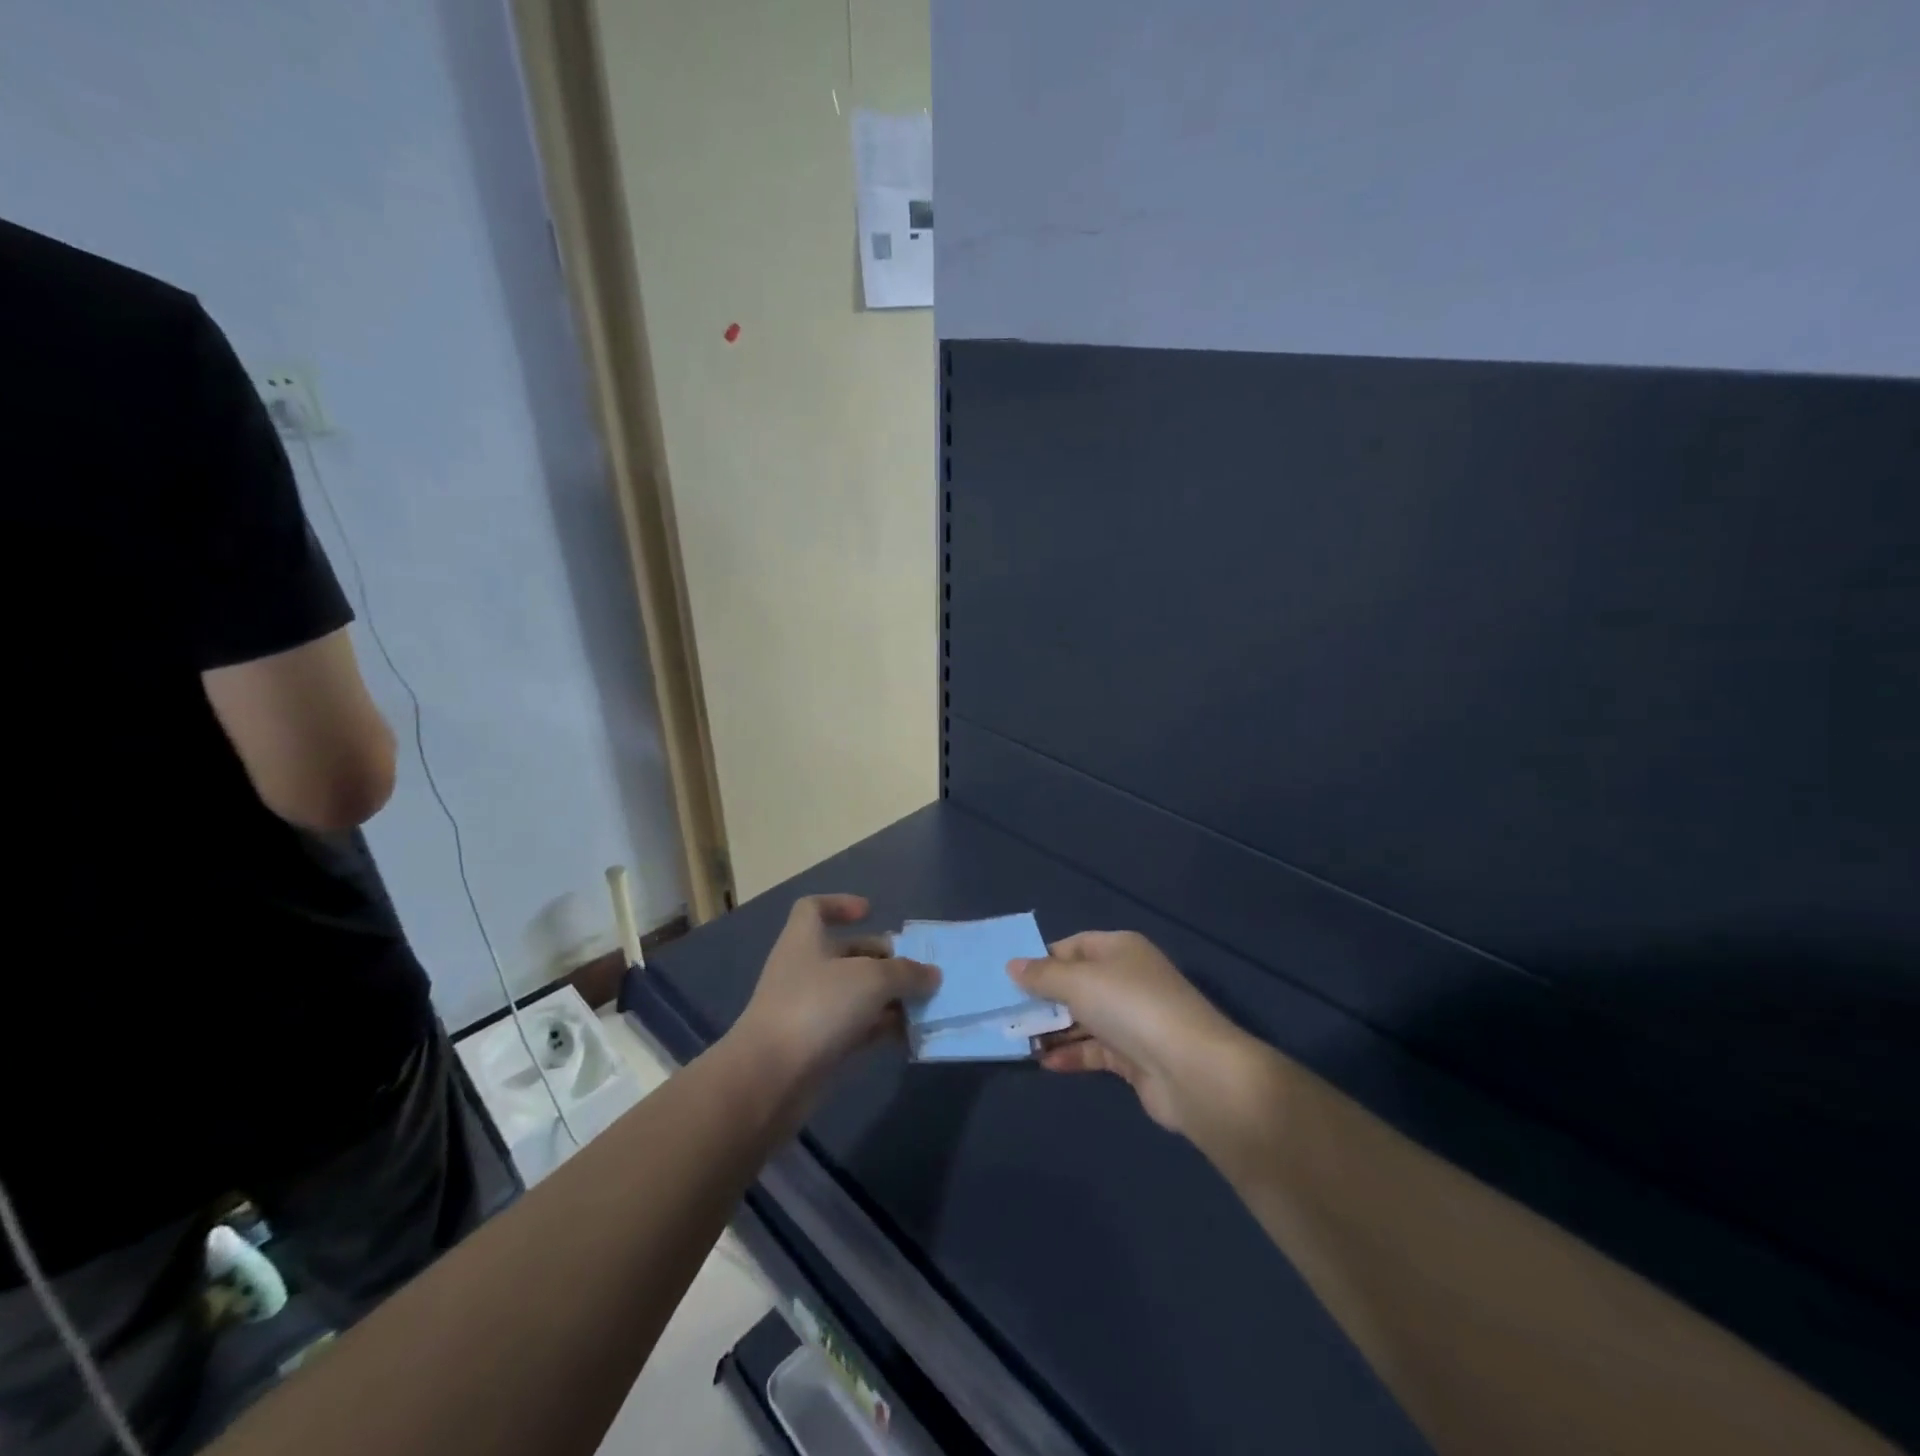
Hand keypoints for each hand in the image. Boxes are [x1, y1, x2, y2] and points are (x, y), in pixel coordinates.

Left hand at [730, 895, 937, 1094]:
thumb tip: (932, 974)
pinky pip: (857, 1028)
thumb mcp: (871, 979)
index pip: (813, 908)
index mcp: (805, 940)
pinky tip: (910, 1034)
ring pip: (856, 993)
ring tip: (925, 1003)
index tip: (870, 912)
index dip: (840, 904)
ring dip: (889, 996)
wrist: (771, 1078)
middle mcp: (805, 970)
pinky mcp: (819, 1046)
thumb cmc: (817, 1007)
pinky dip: (882, 1027)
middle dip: (883, 958)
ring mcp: (810, 1010)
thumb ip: (906, 973)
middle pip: (846, 953)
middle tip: (918, 969)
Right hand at [1011, 931, 1246, 1135]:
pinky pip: (1095, 1050)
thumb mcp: (1079, 981)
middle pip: (1077, 984)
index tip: (1011, 976)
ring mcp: (1133, 1020)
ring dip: (1053, 1029)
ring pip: (1084, 1019)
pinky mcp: (1135, 1057)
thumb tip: (1012, 965)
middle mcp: (1128, 979)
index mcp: (1120, 949)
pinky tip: (1045, 1063)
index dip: (1043, 958)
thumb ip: (1043, 975)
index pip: (1074, 946)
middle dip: (1044, 998)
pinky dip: (1071, 1054)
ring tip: (1017, 1039)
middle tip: (1006, 1011)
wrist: (1191, 1069)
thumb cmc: (1130, 1006)